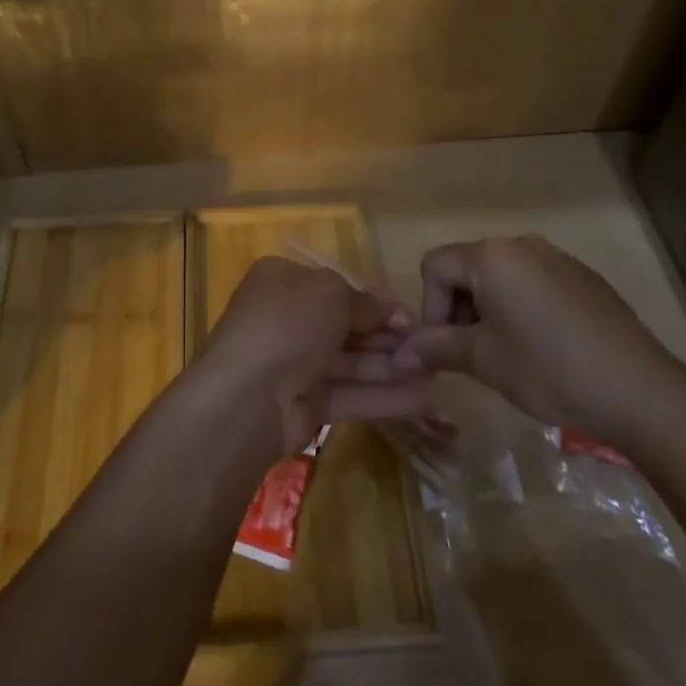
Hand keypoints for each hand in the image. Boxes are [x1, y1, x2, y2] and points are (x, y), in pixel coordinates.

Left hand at [196, 256, 434, 459]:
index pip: (335, 287)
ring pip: (351, 362)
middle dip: (388, 337)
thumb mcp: (331, 294)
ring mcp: (294, 363)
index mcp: (283, 281)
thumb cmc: (288, 324)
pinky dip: (383, 397)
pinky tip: (424, 401)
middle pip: (346, 326)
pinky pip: (349, 394)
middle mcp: (287, 318)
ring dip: (393, 368)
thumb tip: (392, 312)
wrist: (247, 396)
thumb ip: (364, 302)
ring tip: (438, 377)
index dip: (374, 302)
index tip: (411, 316)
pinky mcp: (305, 405)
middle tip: (432, 348)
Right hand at [394, 235, 685, 445]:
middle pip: (468, 268)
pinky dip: (524, 309)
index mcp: (491, 256)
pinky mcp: (584, 278)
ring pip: (502, 277)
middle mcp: (521, 244)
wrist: (642, 392)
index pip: (435, 266)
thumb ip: (436, 347)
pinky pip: (535, 283)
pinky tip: (546, 349)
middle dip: (460, 310)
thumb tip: (400, 354)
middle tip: (476, 356)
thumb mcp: (484, 361)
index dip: (431, 308)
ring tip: (510, 355)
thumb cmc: (550, 370)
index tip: (449, 349)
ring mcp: (557, 258)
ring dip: (491, 310)